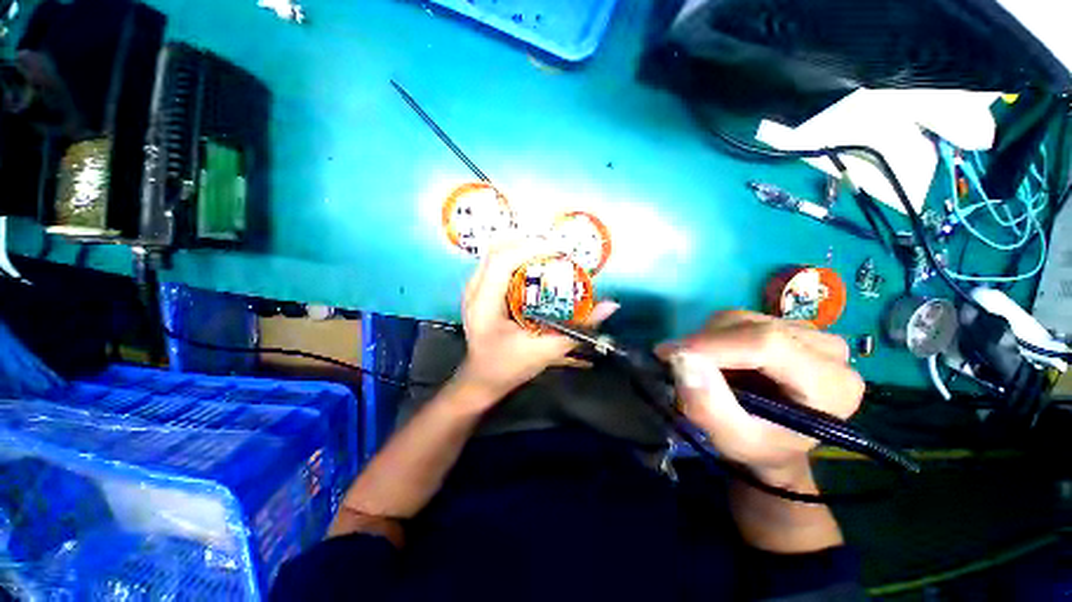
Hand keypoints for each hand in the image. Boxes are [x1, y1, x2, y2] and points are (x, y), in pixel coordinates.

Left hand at [455, 239, 617, 400]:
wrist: (483, 377)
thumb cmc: (510, 367)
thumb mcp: (547, 350)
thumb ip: (579, 327)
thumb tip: (610, 305)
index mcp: (485, 306)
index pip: (502, 262)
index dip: (532, 248)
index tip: (561, 250)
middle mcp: (474, 291)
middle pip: (497, 249)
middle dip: (530, 243)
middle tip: (558, 249)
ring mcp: (473, 288)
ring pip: (495, 251)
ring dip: (523, 246)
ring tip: (549, 253)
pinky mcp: (478, 288)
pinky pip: (496, 260)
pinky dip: (516, 255)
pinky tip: (534, 264)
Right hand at [657, 311, 863, 483]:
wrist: (777, 445)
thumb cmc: (760, 449)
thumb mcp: (733, 440)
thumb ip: (708, 405)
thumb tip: (679, 358)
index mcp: (831, 384)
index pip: (767, 344)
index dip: (713, 344)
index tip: (670, 354)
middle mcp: (829, 350)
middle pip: (752, 326)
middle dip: (704, 342)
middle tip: (675, 363)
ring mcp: (811, 333)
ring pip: (742, 318)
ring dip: (708, 339)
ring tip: (698, 365)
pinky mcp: (789, 326)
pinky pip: (740, 319)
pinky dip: (715, 335)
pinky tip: (715, 358)